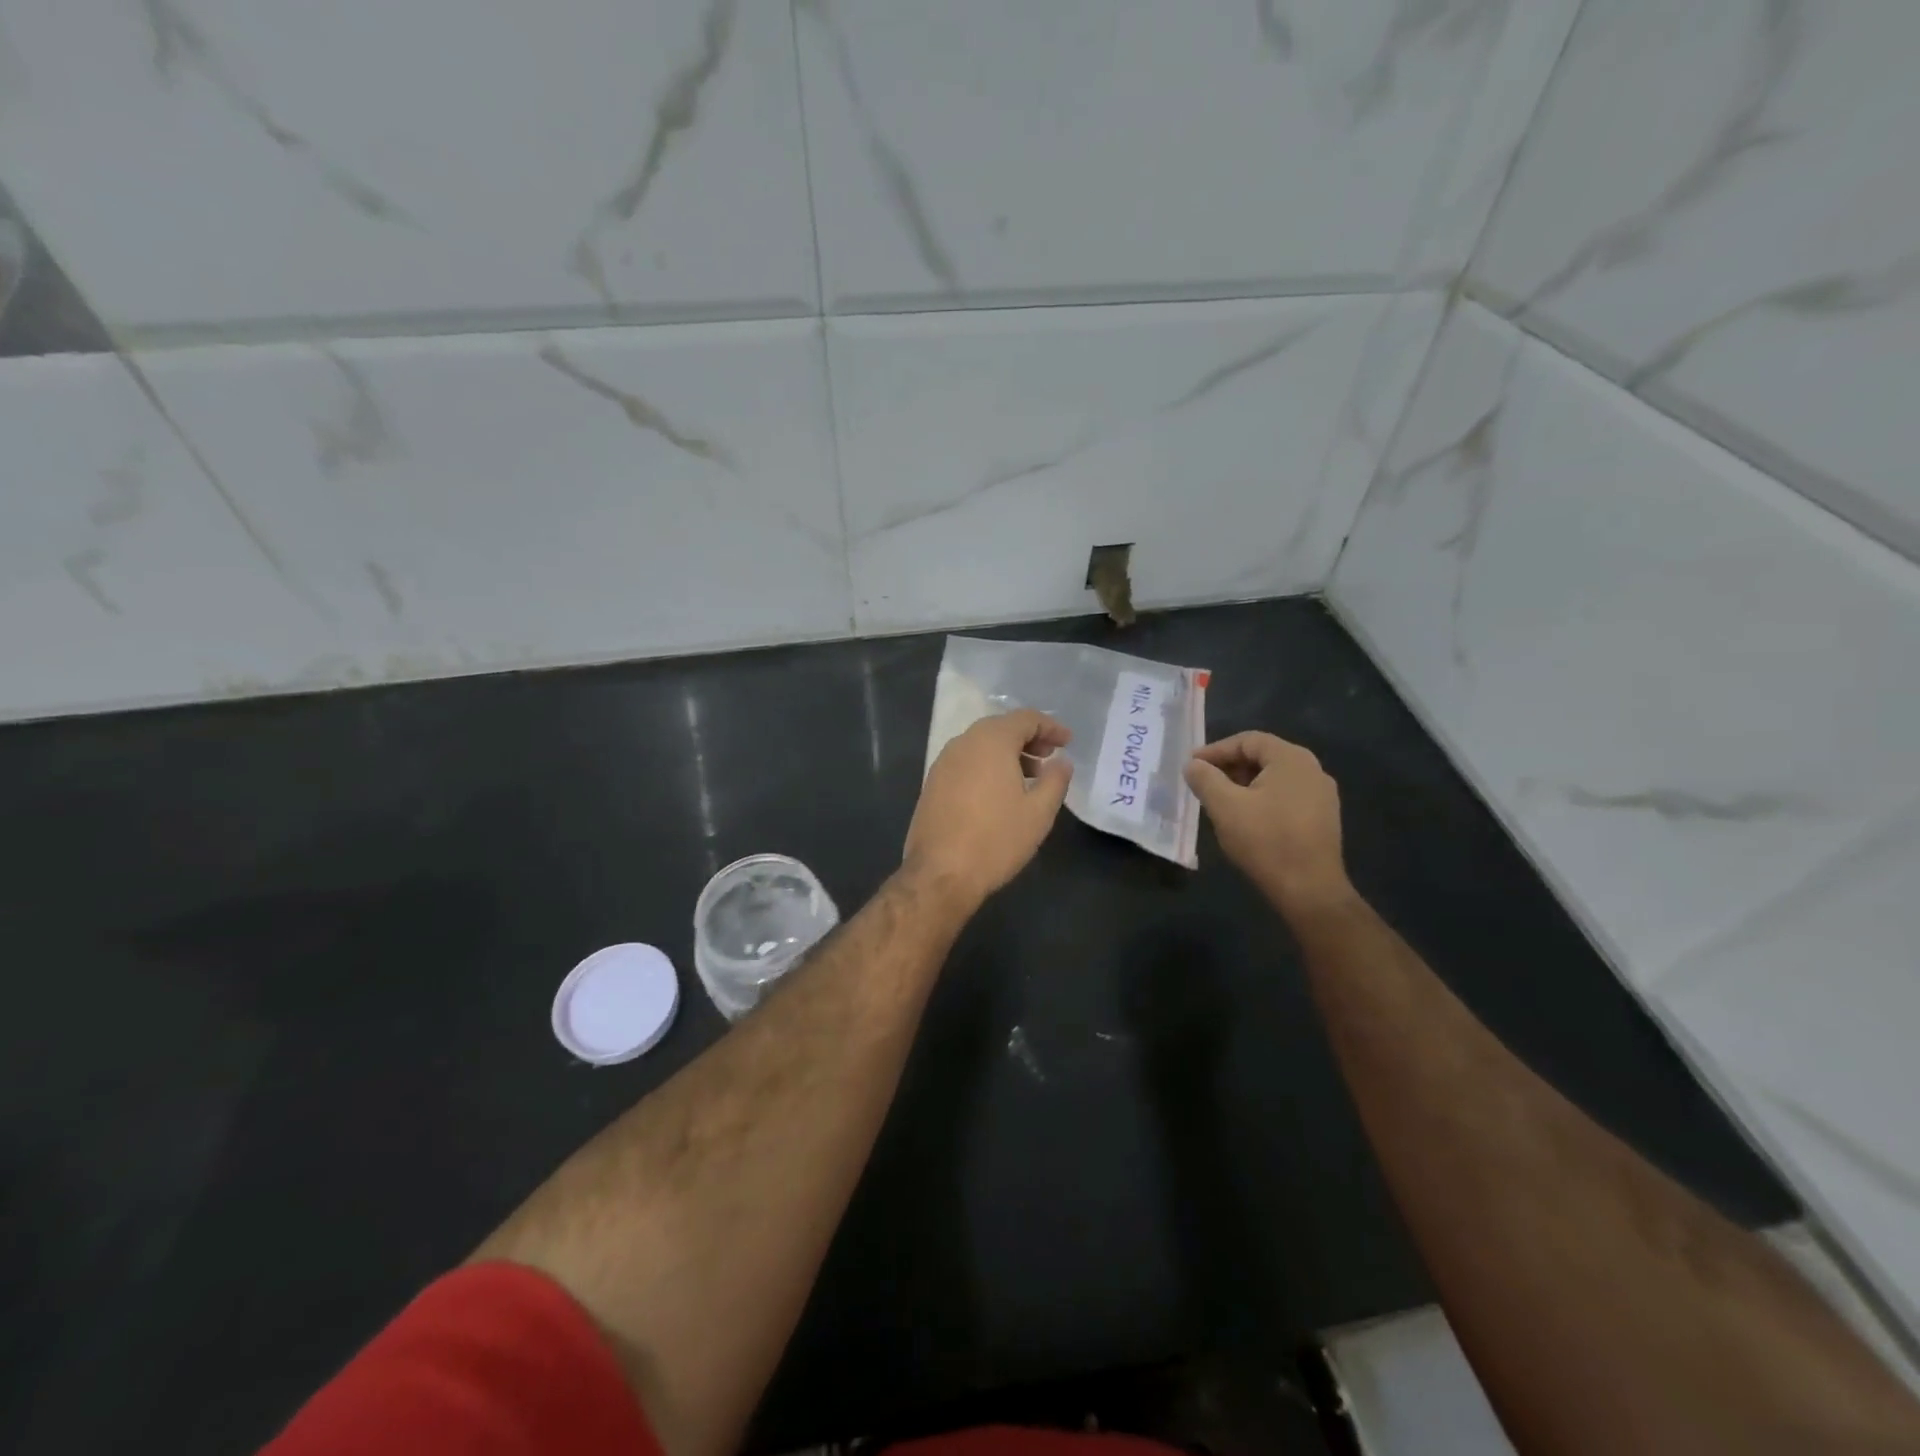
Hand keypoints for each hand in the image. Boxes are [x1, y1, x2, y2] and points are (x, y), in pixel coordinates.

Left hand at [905, 709, 1072, 909]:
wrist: (940, 874)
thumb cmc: (996, 840)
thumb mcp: (1039, 812)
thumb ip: (1055, 780)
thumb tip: (1061, 761)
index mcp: (990, 741)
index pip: (1025, 718)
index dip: (1050, 726)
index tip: (1068, 741)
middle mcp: (963, 743)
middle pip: (1000, 727)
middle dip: (1028, 738)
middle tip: (1050, 756)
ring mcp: (943, 763)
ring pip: (981, 745)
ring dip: (1007, 753)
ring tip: (1030, 776)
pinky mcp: (932, 783)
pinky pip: (966, 762)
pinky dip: (987, 766)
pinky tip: (1000, 792)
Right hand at [1184, 732, 1351, 913]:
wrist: (1309, 890)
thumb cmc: (1265, 840)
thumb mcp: (1225, 806)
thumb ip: (1205, 779)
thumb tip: (1193, 765)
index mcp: (1291, 759)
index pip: (1248, 740)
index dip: (1215, 750)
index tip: (1192, 766)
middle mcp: (1312, 770)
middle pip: (1263, 757)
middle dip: (1229, 767)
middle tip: (1203, 782)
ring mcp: (1322, 795)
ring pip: (1274, 778)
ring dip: (1244, 784)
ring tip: (1220, 801)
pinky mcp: (1323, 818)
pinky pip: (1286, 797)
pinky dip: (1262, 799)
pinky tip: (1246, 819)